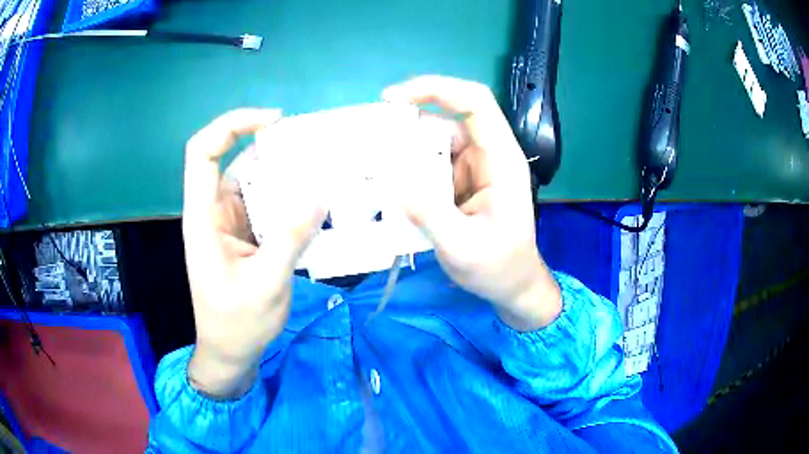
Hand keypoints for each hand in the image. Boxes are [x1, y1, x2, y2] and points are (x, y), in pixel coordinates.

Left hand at [182, 109, 324, 397]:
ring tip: (327, 172)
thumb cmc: (237, 323)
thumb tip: (320, 193)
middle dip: (275, 148)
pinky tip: (318, 204)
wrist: (231, 351)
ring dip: (288, 175)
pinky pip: (269, 205)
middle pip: (236, 159)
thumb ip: (289, 238)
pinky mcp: (248, 234)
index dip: (231, 125)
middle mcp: (214, 211)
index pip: (202, 152)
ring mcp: (232, 221)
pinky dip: (291, 200)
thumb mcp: (265, 285)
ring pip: (257, 182)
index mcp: (203, 217)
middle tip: (319, 149)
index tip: (274, 122)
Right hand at [383, 76, 560, 330]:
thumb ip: (430, 215)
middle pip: (446, 120)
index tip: (392, 99)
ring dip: (403, 152)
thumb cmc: (499, 267)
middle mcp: (488, 155)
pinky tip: (387, 186)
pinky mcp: (460, 182)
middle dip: (407, 125)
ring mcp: (473, 168)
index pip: (475, 103)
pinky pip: (430, 164)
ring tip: (370, 168)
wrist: (512, 286)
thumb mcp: (463, 247)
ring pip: (433, 143)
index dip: (435, 88)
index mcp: (501, 160)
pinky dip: (408, 171)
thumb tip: (392, 181)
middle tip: (368, 144)